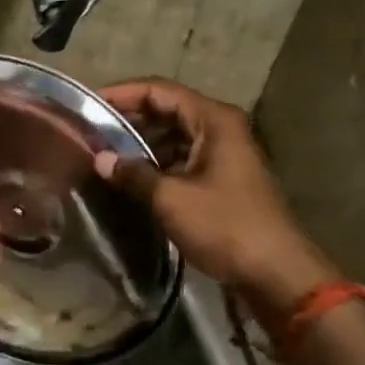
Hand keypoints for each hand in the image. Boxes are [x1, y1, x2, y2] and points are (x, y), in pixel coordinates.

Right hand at [93, 79, 335, 307]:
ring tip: (105, 155)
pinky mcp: (222, 180)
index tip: (89, 103)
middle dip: (130, 119)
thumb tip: (101, 159)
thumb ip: (134, 174)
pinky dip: (158, 165)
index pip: (160, 91)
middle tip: (91, 131)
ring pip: (174, 137)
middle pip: (168, 110)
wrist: (275, 272)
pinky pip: (183, 160)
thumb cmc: (225, 226)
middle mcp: (220, 129)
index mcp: (213, 120)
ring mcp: (223, 155)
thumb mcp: (171, 199)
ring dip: (142, 144)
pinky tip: (132, 180)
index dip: (123, 93)